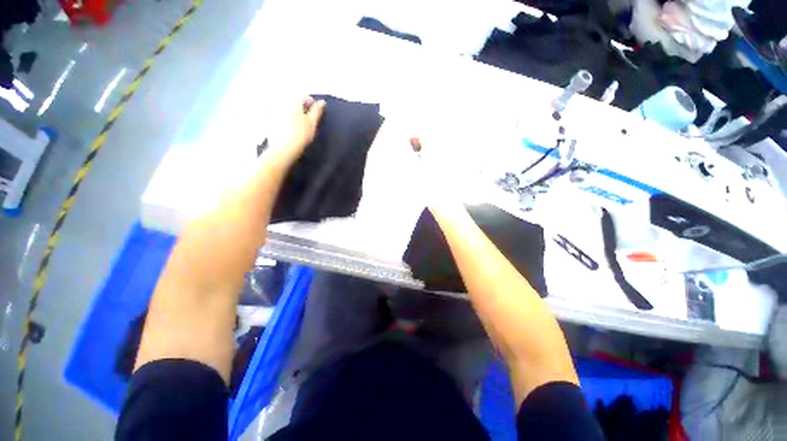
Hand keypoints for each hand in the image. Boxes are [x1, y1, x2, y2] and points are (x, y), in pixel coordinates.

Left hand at [267, 96, 325, 166]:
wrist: (283, 149)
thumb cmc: (300, 135)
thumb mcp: (312, 123)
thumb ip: (317, 111)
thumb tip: (322, 102)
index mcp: (292, 100)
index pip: (304, 96)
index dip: (312, 104)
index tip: (315, 115)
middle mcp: (281, 101)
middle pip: (294, 100)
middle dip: (301, 108)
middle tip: (307, 120)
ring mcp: (273, 110)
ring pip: (286, 107)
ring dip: (293, 113)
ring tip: (298, 125)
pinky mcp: (268, 119)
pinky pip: (278, 114)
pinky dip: (284, 118)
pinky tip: (288, 128)